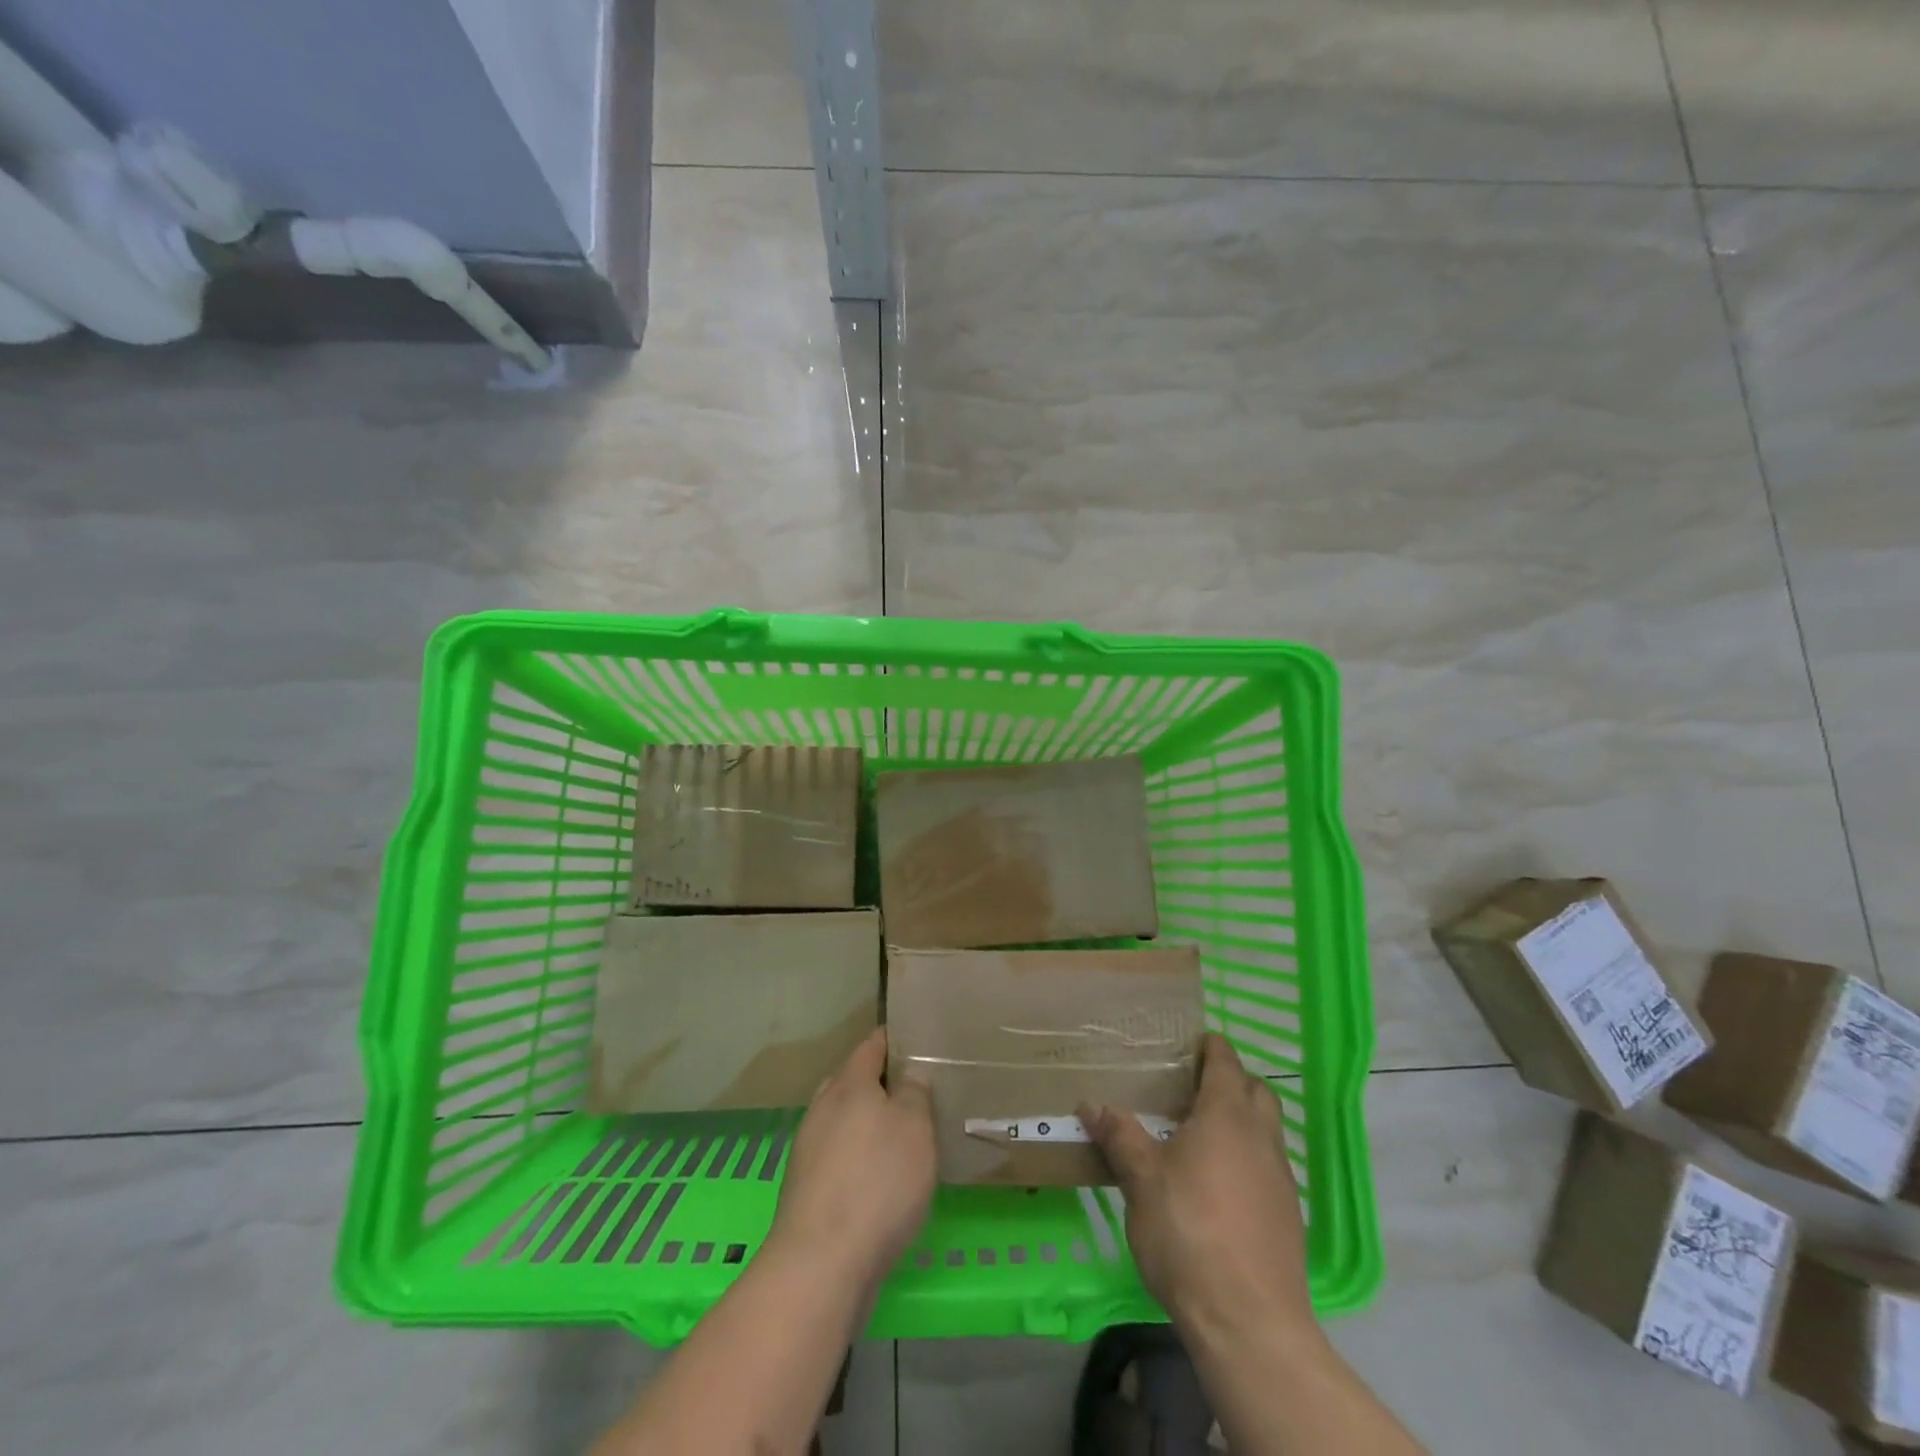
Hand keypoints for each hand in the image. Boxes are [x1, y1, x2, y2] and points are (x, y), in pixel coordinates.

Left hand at [770, 1028, 936, 1290]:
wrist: (821, 1265)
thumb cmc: (877, 1182)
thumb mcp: (914, 1127)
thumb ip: (914, 1093)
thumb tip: (909, 1073)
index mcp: (848, 1084)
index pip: (872, 1045)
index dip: (895, 1039)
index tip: (919, 1038)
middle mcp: (823, 1109)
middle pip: (853, 1081)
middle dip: (881, 1081)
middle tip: (918, 1088)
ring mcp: (810, 1150)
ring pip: (844, 1120)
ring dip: (869, 1122)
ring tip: (905, 1133)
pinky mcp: (807, 1190)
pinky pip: (840, 1156)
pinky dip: (860, 1156)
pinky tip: (881, 1177)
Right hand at [1080, 1034, 1313, 1341]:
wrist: (1249, 1321)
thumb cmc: (1188, 1232)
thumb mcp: (1141, 1180)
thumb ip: (1119, 1136)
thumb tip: (1090, 1104)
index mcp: (1227, 1115)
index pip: (1225, 1061)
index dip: (1209, 1046)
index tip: (1188, 1043)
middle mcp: (1261, 1137)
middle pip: (1256, 1090)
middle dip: (1230, 1080)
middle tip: (1191, 1088)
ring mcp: (1281, 1178)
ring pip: (1265, 1130)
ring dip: (1240, 1121)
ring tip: (1198, 1137)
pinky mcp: (1288, 1217)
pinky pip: (1268, 1167)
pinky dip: (1246, 1160)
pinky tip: (1217, 1186)